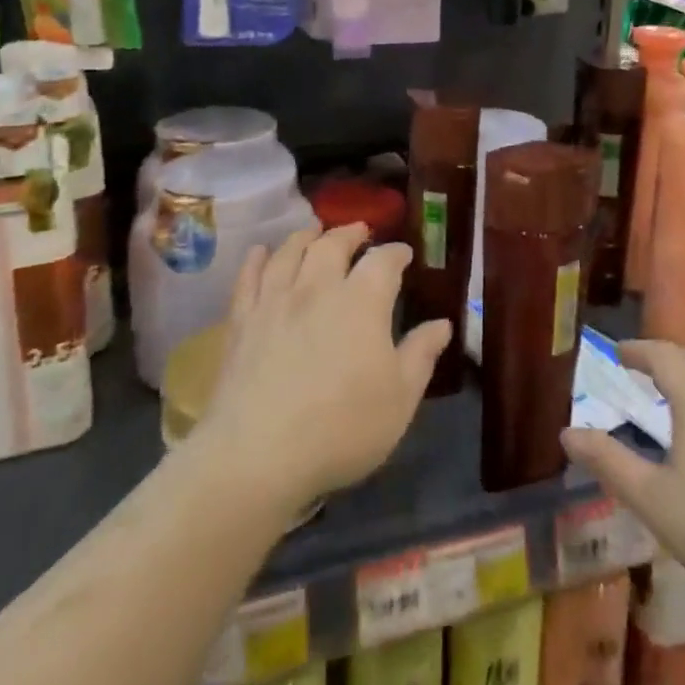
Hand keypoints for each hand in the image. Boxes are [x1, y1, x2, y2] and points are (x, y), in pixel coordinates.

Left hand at [193, 224, 451, 519]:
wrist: (259, 453)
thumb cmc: (342, 427)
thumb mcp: (400, 397)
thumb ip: (421, 354)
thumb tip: (442, 324)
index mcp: (362, 301)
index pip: (383, 261)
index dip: (396, 252)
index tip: (404, 253)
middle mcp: (317, 288)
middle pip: (332, 244)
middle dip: (349, 233)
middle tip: (359, 231)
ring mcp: (275, 301)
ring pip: (289, 252)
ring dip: (305, 236)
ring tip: (314, 232)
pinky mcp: (241, 321)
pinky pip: (248, 278)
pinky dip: (256, 259)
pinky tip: (259, 252)